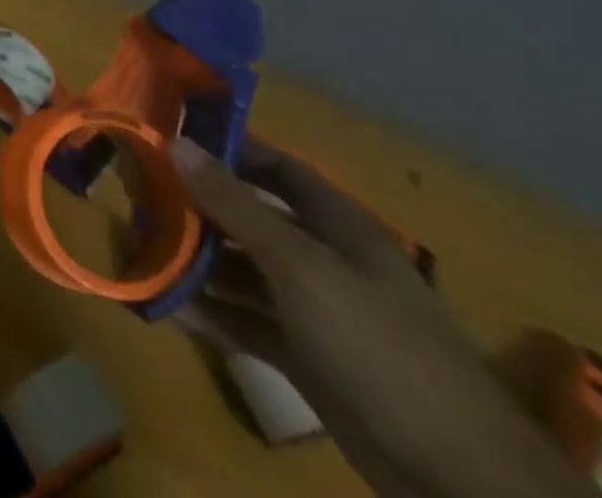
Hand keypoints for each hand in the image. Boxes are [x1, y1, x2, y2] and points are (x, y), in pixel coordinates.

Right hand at [172, 138, 596, 497]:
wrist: (463, 482)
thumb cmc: (380, 348)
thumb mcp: (301, 267)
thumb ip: (235, 206)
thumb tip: (175, 142)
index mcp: (337, 226)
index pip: (275, 167)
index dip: (227, 149)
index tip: (170, 139)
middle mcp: (325, 260)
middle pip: (251, 218)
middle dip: (197, 206)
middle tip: (138, 195)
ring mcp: (316, 312)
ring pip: (243, 271)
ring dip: (195, 260)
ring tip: (140, 246)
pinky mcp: (306, 359)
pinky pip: (246, 321)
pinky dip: (209, 311)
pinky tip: (163, 304)